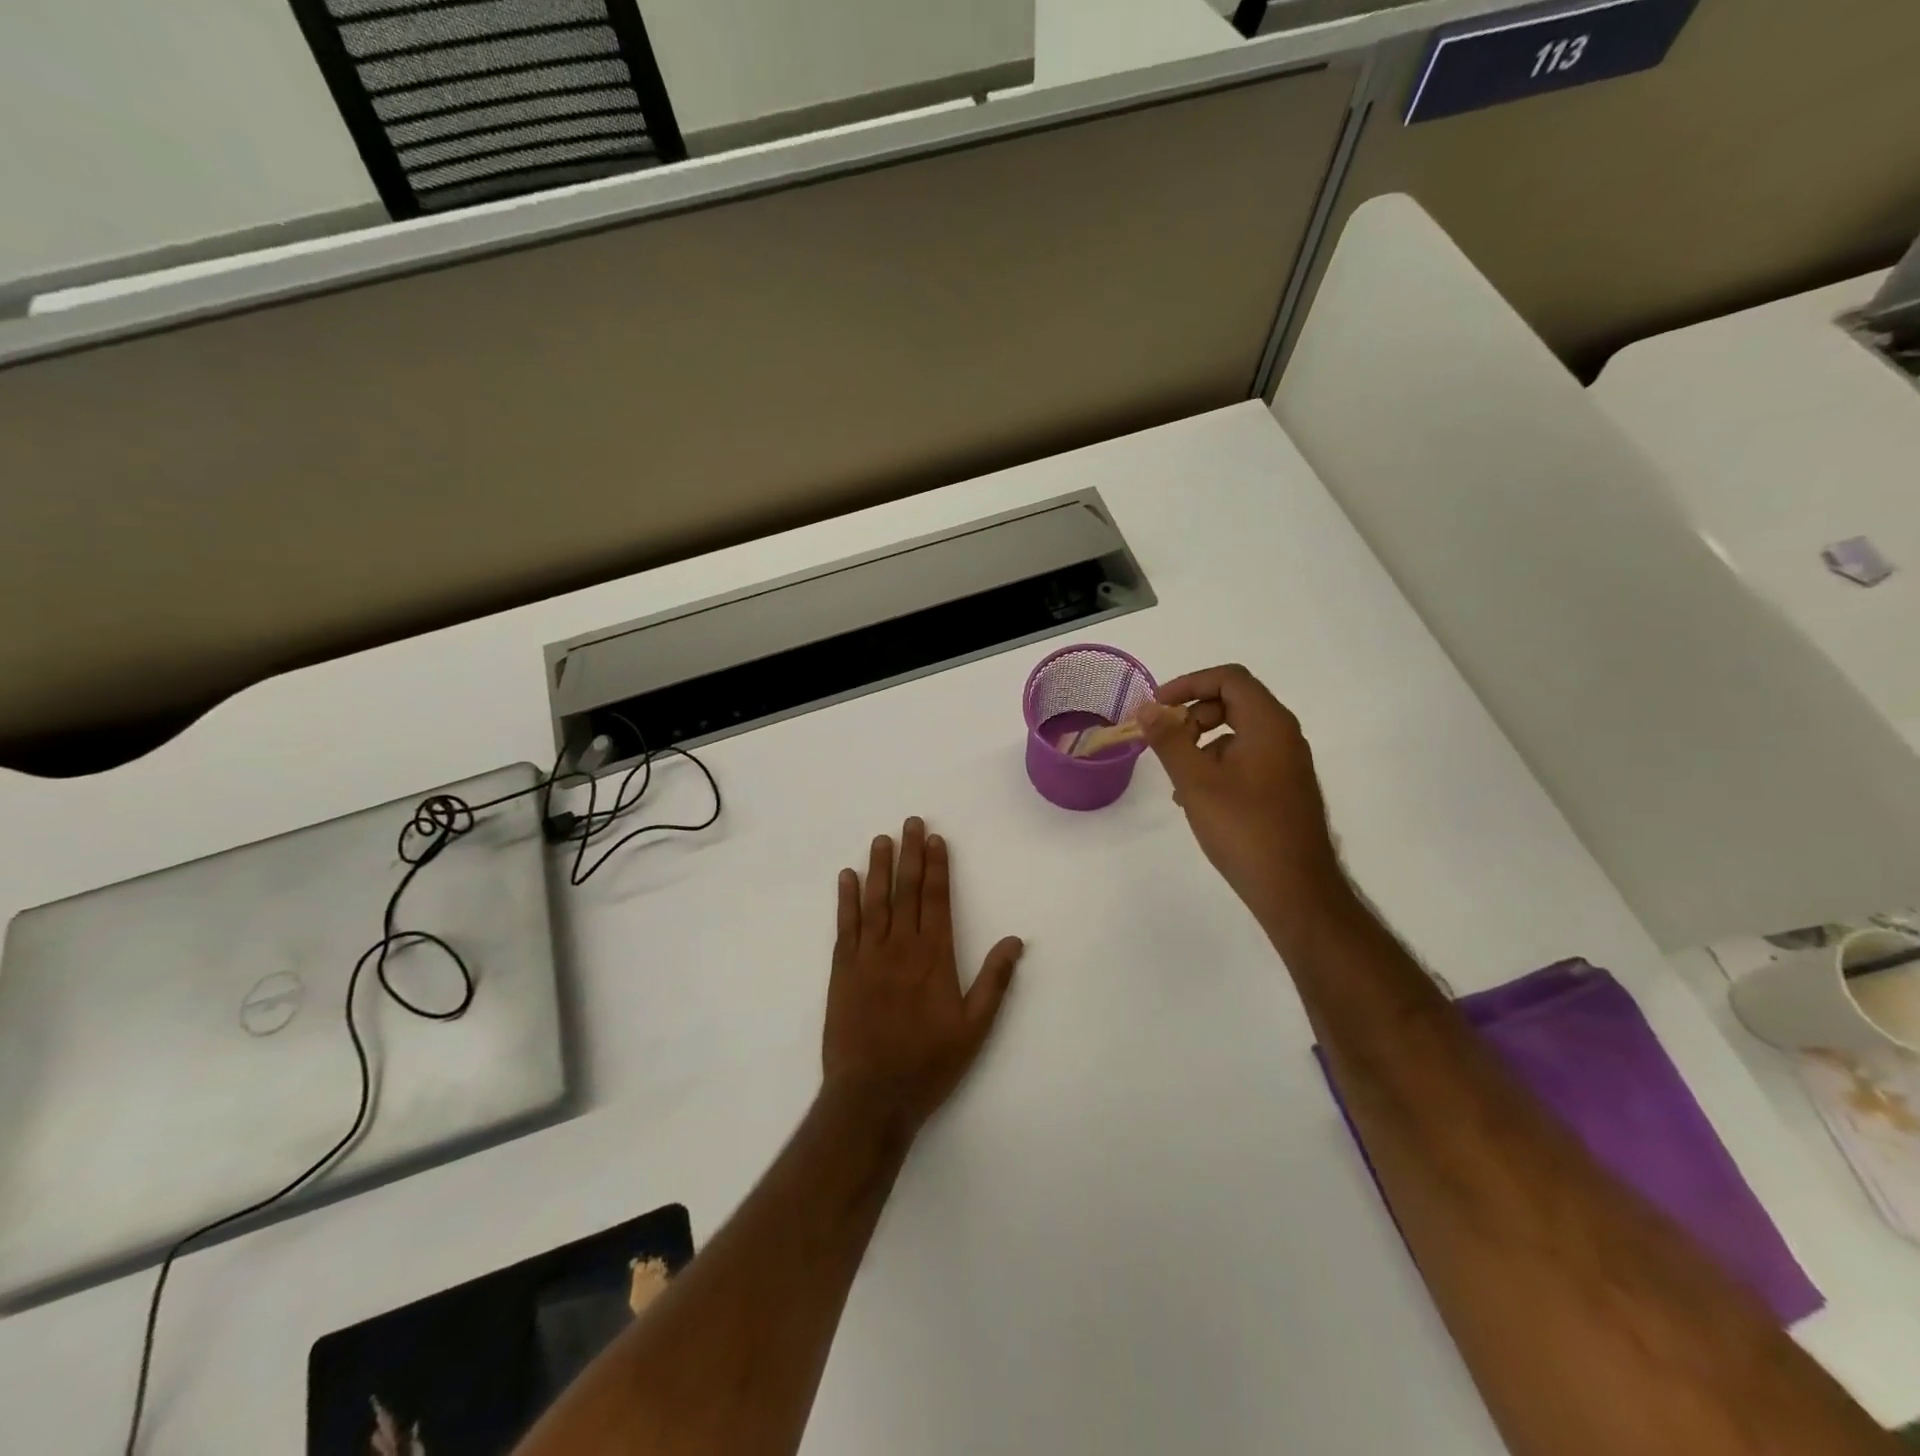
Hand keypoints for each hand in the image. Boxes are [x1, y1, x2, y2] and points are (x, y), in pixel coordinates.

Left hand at [823, 818, 1023, 1135]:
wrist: (872, 1095)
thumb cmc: (929, 1063)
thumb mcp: (975, 1028)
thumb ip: (994, 982)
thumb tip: (1016, 940)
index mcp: (935, 958)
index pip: (937, 900)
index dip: (937, 867)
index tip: (935, 839)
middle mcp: (901, 947)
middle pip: (907, 891)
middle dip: (910, 855)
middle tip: (910, 822)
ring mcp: (868, 956)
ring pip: (875, 901)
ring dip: (879, 868)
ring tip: (881, 839)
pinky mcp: (843, 970)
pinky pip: (846, 926)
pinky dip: (846, 899)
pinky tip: (847, 878)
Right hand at [1136, 665, 1350, 934]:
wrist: (1296, 889)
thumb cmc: (1244, 829)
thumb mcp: (1196, 781)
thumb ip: (1170, 740)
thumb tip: (1148, 708)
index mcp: (1268, 724)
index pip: (1228, 678)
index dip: (1188, 683)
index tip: (1156, 707)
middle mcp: (1284, 735)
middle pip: (1234, 701)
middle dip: (1193, 714)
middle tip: (1165, 741)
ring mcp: (1288, 763)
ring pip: (1239, 732)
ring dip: (1202, 742)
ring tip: (1176, 776)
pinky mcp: (1285, 788)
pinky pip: (1247, 758)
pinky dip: (1218, 763)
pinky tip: (1196, 798)